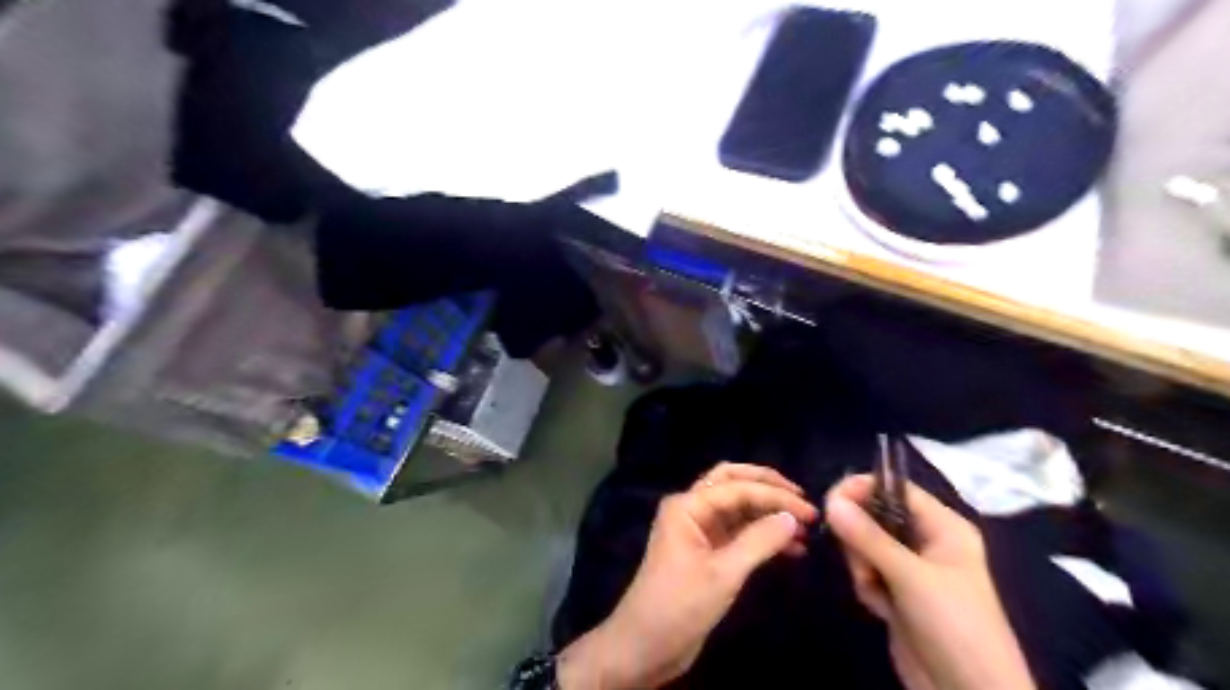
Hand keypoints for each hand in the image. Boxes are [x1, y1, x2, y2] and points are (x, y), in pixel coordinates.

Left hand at [558, 463, 813, 688]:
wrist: (645, 646)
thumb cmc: (679, 605)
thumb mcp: (723, 574)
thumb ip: (759, 541)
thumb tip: (792, 518)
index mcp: (687, 506)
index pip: (737, 488)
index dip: (775, 496)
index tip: (810, 511)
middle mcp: (691, 509)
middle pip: (733, 482)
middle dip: (767, 487)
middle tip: (801, 500)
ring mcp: (698, 529)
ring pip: (737, 507)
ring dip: (767, 512)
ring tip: (803, 528)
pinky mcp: (705, 550)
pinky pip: (738, 531)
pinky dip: (762, 535)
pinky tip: (789, 548)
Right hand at [824, 475, 1034, 688]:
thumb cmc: (954, 625)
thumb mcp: (910, 576)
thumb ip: (868, 537)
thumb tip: (830, 500)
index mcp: (942, 526)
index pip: (895, 488)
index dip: (863, 488)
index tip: (831, 501)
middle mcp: (925, 541)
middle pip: (874, 515)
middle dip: (860, 537)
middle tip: (862, 562)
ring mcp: (910, 568)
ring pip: (865, 545)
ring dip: (862, 566)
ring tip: (876, 591)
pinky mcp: (897, 592)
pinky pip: (867, 571)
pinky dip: (866, 586)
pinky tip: (880, 609)